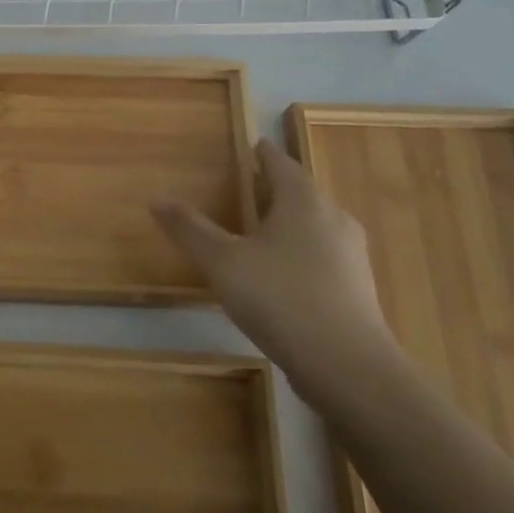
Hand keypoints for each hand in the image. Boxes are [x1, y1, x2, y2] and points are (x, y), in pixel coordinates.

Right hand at [152, 138, 392, 398]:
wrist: (347, 367)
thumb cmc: (280, 298)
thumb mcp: (222, 262)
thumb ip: (190, 228)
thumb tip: (156, 198)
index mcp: (303, 201)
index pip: (281, 164)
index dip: (264, 154)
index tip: (252, 145)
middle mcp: (334, 219)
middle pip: (302, 193)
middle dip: (277, 188)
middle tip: (249, 187)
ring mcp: (352, 256)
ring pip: (316, 226)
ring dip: (290, 222)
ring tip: (261, 230)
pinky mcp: (357, 290)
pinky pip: (324, 256)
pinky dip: (301, 253)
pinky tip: (282, 274)